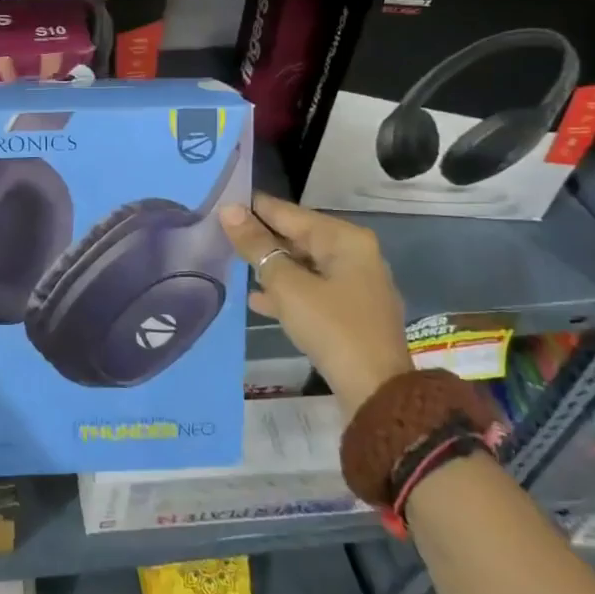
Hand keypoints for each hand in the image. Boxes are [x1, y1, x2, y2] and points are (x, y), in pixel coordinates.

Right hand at [220, 194, 411, 418]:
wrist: (375, 391)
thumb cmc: (331, 327)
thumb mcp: (287, 285)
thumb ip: (257, 246)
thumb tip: (229, 210)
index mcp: (344, 239)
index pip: (289, 212)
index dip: (254, 208)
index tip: (220, 202)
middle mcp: (353, 254)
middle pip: (297, 237)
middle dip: (261, 239)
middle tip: (219, 234)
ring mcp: (353, 284)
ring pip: (302, 265)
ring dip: (270, 267)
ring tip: (231, 264)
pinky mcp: (349, 312)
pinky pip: (310, 290)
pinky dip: (285, 292)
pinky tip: (256, 300)